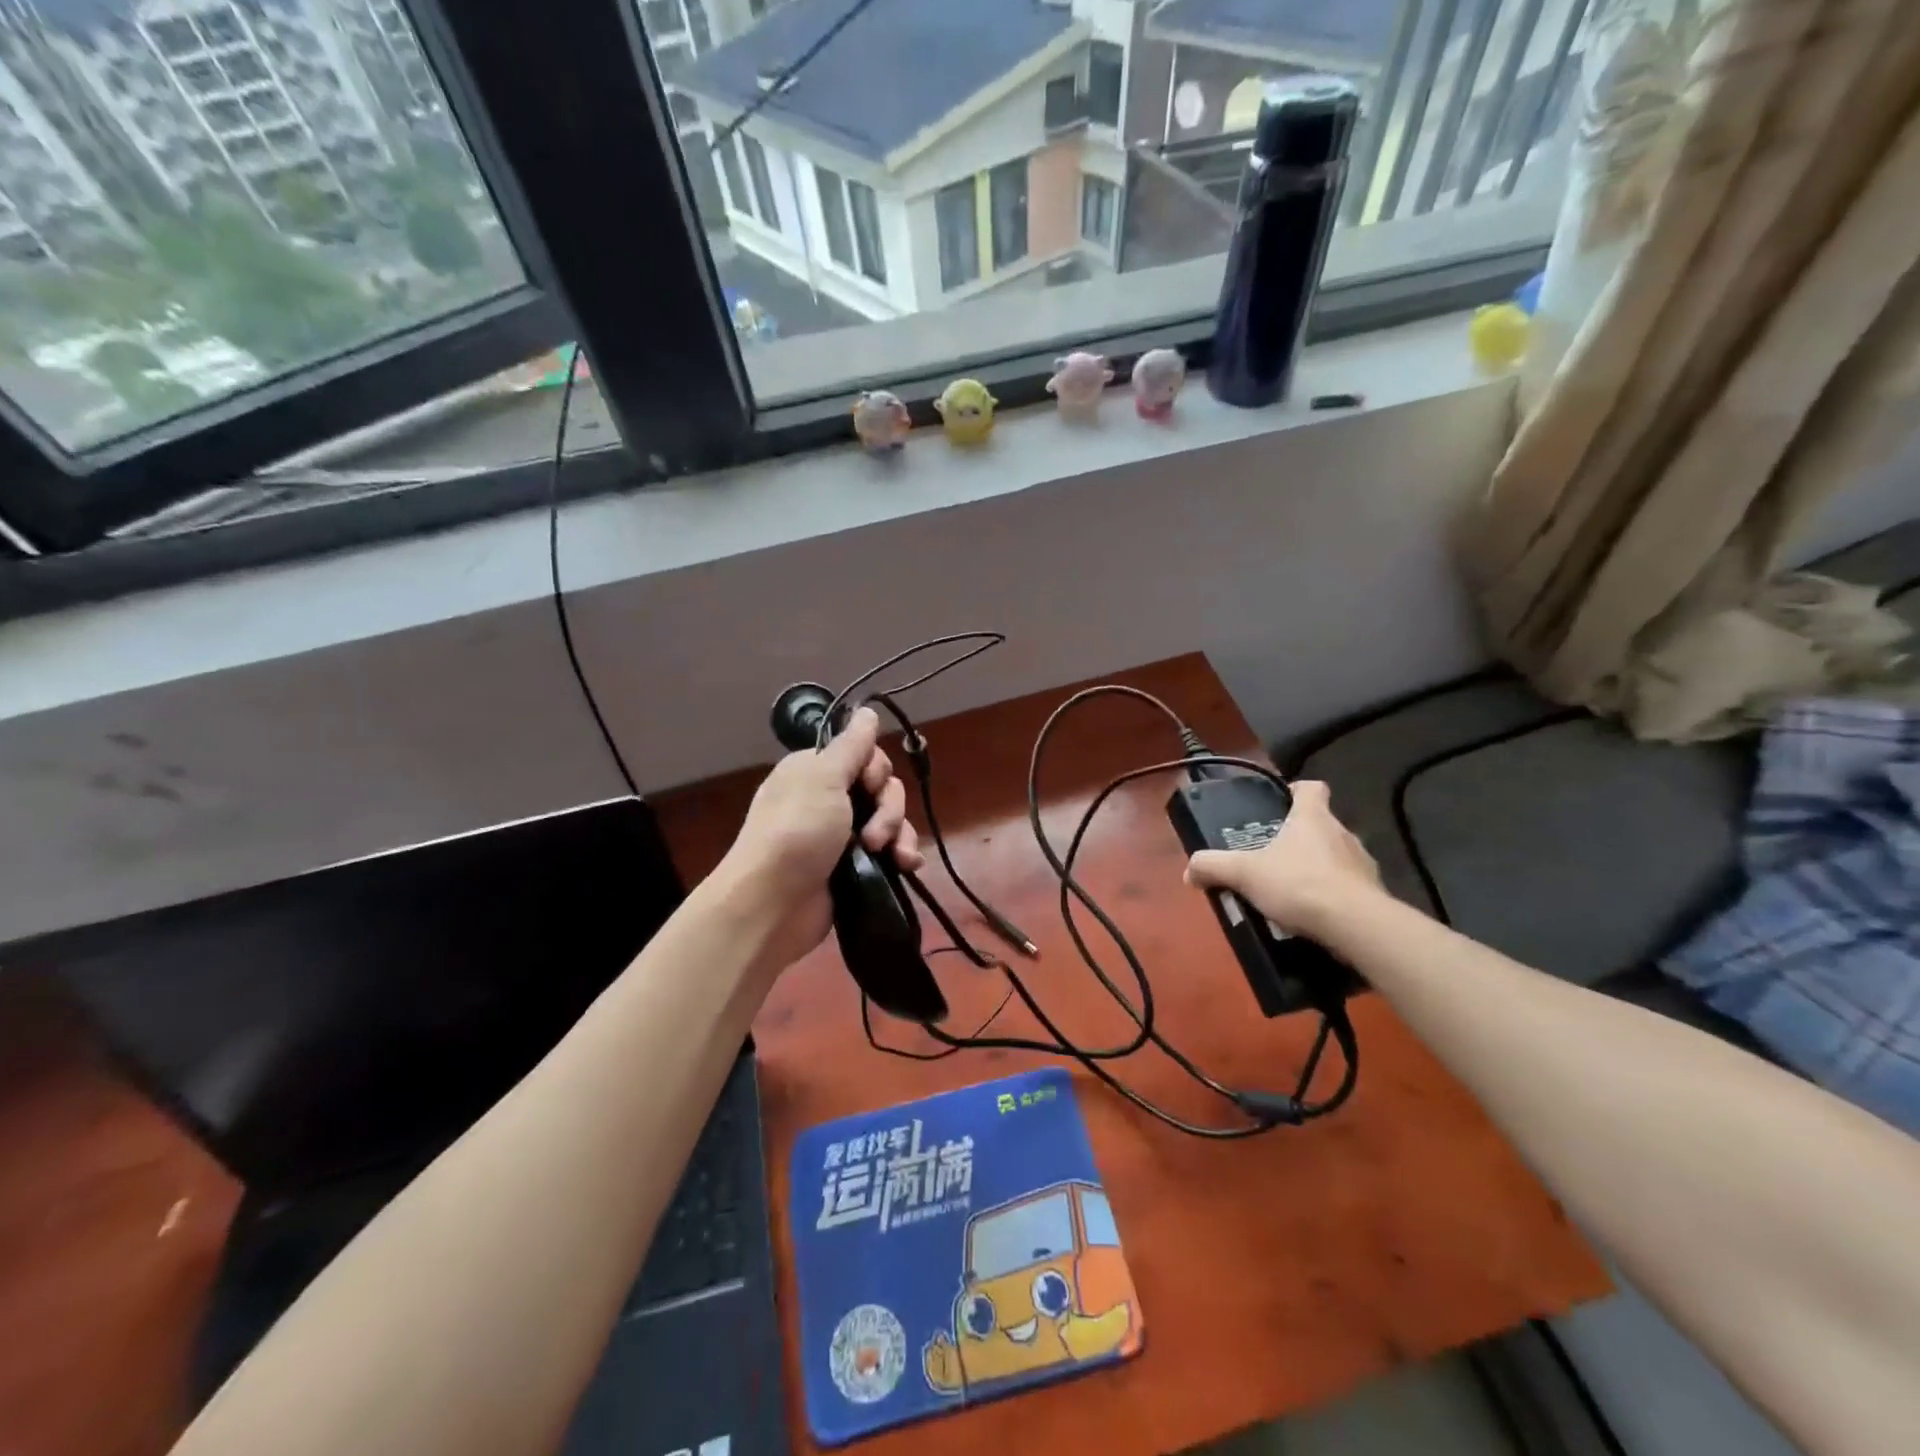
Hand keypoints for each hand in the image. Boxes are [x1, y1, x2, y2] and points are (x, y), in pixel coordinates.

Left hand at [720, 706, 924, 968]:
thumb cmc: (796, 831)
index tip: (869, 785)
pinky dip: (901, 855)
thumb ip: (852, 745)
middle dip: (888, 808)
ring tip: (889, 856)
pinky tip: (907, 866)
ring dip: (897, 834)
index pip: (864, 754)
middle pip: (882, 788)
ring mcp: (842, 835)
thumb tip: (867, 710)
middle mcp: (829, 798)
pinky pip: (891, 850)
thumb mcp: (823, 778)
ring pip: (890, 819)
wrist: (775, 905)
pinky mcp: (855, 866)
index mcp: (816, 771)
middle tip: (871, 834)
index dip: (876, 769)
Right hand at [1184, 780, 1382, 941]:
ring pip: (1336, 856)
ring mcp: (1363, 863)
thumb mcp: (1244, 874)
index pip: (1312, 788)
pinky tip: (1313, 914)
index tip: (1281, 802)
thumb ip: (1214, 867)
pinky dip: (1332, 895)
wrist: (1355, 925)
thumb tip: (1189, 871)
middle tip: (1272, 855)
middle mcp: (1342, 833)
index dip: (1296, 791)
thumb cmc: (1298, 884)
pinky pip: (1348, 886)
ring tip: (1292, 889)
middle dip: (1299, 837)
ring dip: (1317, 867)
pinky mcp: (1374, 893)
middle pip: (1320, 824)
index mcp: (1313, 817)